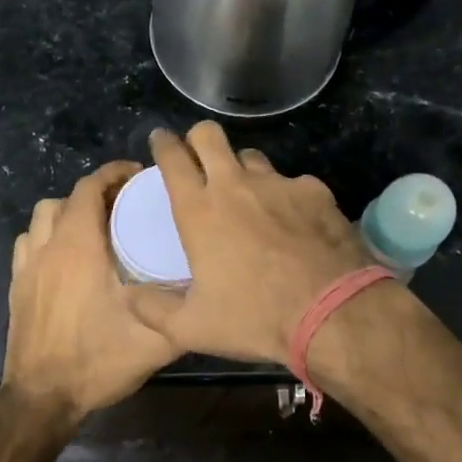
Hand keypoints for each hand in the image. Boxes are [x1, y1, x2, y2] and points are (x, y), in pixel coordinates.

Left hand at [2, 161, 180, 420]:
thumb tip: (210, 293)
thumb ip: (184, 312)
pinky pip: (28, 242)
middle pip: (67, 198)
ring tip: (95, 227)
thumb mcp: (155, 340)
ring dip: (68, 212)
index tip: (138, 175)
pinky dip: (47, 236)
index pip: (90, 188)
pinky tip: (66, 257)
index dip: (114, 174)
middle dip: (95, 192)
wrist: (41, 398)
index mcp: (79, 246)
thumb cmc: (97, 361)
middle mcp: (49, 246)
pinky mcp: (17, 286)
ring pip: (43, 217)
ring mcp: (28, 266)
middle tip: (125, 205)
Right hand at [128, 123, 369, 365]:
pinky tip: (294, 221)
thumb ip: (153, 309)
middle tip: (199, 158)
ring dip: (242, 169)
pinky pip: (292, 182)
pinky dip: (286, 196)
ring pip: (251, 156)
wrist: (331, 312)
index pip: (172, 157)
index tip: (160, 141)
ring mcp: (278, 183)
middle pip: (209, 134)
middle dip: (198, 138)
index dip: (163, 143)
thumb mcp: (192, 327)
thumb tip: (129, 296)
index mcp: (199, 210)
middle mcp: (235, 184)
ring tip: (248, 195)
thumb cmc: (254, 317)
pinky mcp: (314, 191)